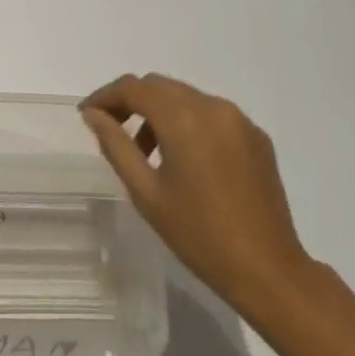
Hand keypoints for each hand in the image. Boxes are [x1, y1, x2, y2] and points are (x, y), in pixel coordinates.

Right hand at [81, 73, 313, 317]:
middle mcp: (214, 107)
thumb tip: (94, 114)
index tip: (87, 114)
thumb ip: (115, 145)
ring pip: (186, 98)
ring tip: (146, 152)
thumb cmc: (198, 234)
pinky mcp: (256, 137)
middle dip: (131, 100)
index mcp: (184, 119)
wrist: (267, 269)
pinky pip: (211, 114)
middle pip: (160, 86)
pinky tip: (183, 159)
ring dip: (159, 112)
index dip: (106, 96)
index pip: (134, 88)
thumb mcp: (145, 192)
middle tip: (110, 128)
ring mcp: (239, 120)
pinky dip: (188, 123)